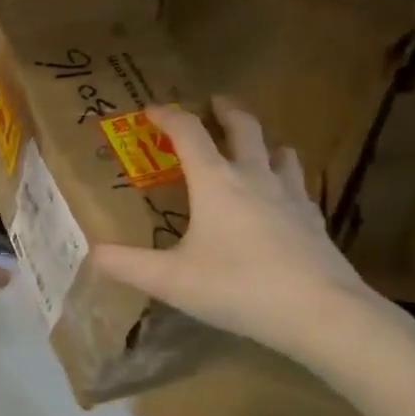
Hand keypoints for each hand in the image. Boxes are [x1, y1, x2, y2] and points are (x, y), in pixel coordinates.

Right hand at [91, 97, 389, 357]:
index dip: (168, 116)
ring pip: (280, 152)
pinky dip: (286, 181)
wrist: (320, 312)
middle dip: (227, 111)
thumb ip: (129, 265)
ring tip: (255, 147)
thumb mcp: (172, 280)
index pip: (189, 133)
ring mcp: (291, 197)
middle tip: (216, 103)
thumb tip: (93, 253)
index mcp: (216, 182)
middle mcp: (254, 178)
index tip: (151, 110)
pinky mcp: (314, 221)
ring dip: (263, 143)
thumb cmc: (238, 287)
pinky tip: (284, 200)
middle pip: (244, 128)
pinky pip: (299, 187)